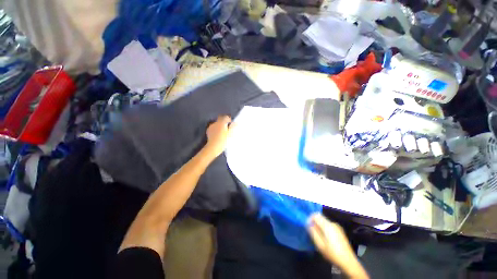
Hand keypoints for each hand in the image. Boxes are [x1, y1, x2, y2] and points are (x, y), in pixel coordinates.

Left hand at [204, 115, 234, 158]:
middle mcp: (216, 123)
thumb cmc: (223, 140)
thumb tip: (236, 123)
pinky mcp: (208, 131)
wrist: (213, 147)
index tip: (231, 124)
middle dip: (224, 123)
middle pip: (221, 120)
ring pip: (217, 124)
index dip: (229, 120)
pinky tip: (218, 135)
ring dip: (220, 126)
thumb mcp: (230, 134)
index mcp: (222, 122)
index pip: (226, 117)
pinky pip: (214, 128)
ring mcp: (211, 126)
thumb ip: (233, 127)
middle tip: (227, 128)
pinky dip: (216, 129)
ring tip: (223, 132)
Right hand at [308, 214, 368, 278]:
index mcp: (328, 226)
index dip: (310, 219)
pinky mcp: (340, 230)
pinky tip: (327, 239)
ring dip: (320, 226)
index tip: (308, 226)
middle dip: (315, 223)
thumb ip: (313, 232)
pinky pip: (329, 225)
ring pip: (324, 222)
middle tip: (313, 233)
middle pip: (320, 218)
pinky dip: (325, 228)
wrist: (349, 262)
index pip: (316, 215)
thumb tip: (308, 223)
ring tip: (320, 237)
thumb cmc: (333, 254)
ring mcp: (337, 227)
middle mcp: (333, 223)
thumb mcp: (320, 245)